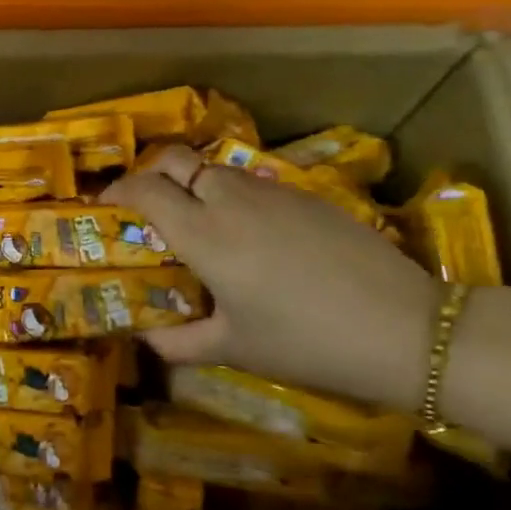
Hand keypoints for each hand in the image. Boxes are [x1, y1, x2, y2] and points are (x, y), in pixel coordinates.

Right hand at [103, 148, 436, 412]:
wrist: (405, 329)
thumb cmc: (304, 342)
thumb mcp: (232, 349)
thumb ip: (177, 342)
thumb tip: (146, 338)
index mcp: (205, 234)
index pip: (146, 189)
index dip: (118, 191)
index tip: (105, 205)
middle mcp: (232, 200)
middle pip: (178, 160)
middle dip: (153, 174)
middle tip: (147, 208)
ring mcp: (273, 193)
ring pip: (217, 170)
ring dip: (194, 185)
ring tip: (197, 224)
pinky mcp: (308, 196)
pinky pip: (252, 184)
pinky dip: (232, 198)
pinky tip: (249, 236)